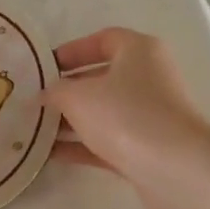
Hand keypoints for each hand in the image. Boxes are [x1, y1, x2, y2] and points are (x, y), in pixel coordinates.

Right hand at [45, 27, 209, 208]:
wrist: (174, 169)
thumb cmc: (125, 115)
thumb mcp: (78, 96)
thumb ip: (55, 91)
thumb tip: (45, 94)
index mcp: (139, 52)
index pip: (103, 39)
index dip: (72, 50)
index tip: (44, 67)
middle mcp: (148, 79)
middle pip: (101, 78)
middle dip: (67, 90)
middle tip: (35, 100)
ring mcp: (149, 116)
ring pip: (103, 113)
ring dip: (71, 120)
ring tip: (35, 129)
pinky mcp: (147, 149)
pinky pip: (107, 141)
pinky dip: (81, 146)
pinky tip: (50, 154)